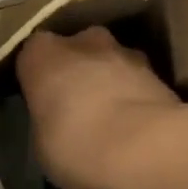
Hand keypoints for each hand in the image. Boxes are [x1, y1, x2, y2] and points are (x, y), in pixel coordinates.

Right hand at [17, 27, 184, 188]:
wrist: (145, 144)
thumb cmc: (76, 145)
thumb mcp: (42, 148)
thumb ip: (47, 125)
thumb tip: (56, 128)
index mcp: (42, 54)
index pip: (31, 58)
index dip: (37, 81)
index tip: (42, 104)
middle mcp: (82, 40)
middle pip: (75, 53)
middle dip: (77, 75)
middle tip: (77, 111)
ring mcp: (123, 49)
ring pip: (109, 63)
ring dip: (109, 83)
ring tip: (112, 123)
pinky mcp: (156, 67)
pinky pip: (135, 80)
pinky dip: (134, 96)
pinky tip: (137, 128)